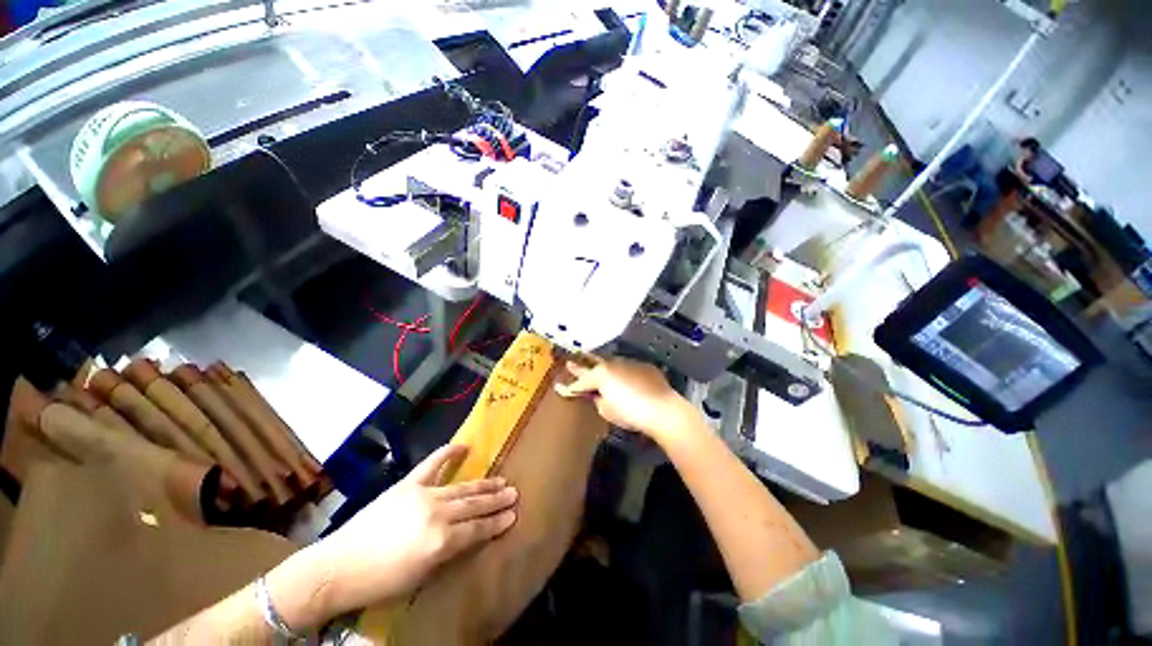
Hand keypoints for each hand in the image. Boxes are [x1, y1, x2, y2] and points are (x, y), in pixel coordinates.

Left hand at [307, 445, 517, 617]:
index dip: (496, 523)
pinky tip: (463, 446)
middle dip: (496, 500)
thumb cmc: (380, 582)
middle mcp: (437, 514)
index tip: (513, 514)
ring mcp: (422, 495)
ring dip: (483, 484)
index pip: (477, 529)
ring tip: (501, 480)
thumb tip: (469, 537)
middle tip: (514, 492)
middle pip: (474, 505)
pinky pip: (432, 464)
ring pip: (461, 487)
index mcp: (440, 541)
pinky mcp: (407, 484)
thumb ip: (449, 553)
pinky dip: (448, 453)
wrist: (338, 567)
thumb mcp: (421, 576)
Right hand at [555, 357, 695, 442]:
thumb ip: (598, 400)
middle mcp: (613, 364)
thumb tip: (599, 396)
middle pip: (594, 366)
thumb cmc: (631, 413)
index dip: (571, 386)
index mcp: (600, 375)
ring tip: (597, 369)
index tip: (560, 386)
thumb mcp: (607, 411)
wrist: (663, 410)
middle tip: (570, 363)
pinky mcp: (644, 366)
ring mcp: (629, 363)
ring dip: (604, 368)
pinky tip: (625, 379)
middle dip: (581, 366)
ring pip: (612, 364)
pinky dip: (623, 373)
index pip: (581, 381)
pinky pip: (628, 368)